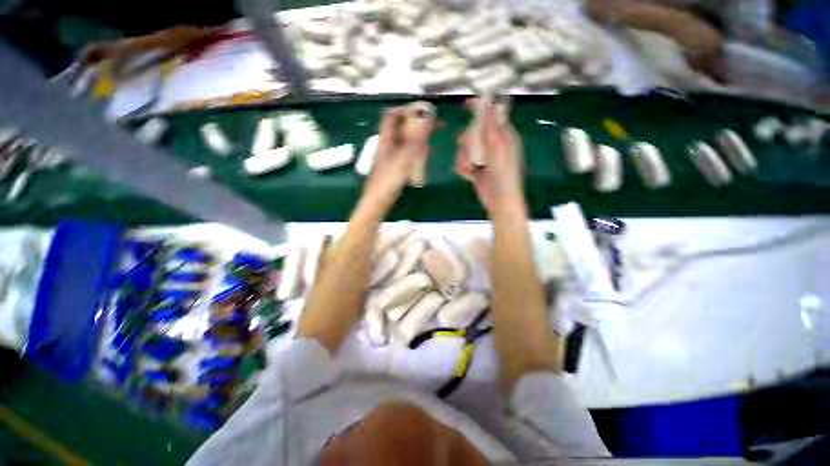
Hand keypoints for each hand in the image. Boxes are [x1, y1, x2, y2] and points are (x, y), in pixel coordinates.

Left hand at [361, 103, 435, 212]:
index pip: (392, 115)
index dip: (407, 109)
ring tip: (431, 144)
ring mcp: (390, 157)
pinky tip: (423, 160)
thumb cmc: (388, 180)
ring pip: (406, 142)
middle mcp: (387, 145)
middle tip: (436, 127)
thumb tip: (427, 113)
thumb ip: (416, 136)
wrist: (378, 202)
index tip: (425, 111)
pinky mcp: (394, 168)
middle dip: (418, 125)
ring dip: (418, 140)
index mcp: (386, 139)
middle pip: (402, 128)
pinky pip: (407, 154)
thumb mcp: (404, 157)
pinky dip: (416, 153)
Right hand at [456, 99, 525, 216]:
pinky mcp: (475, 168)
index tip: (466, 104)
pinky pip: (462, 161)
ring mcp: (483, 157)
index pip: (491, 115)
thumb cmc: (504, 176)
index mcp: (503, 136)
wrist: (499, 202)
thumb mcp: (499, 149)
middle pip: (472, 132)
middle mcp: (492, 144)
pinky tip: (469, 175)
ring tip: (471, 168)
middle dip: (467, 142)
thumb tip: (490, 103)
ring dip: (464, 158)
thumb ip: (492, 127)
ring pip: (464, 148)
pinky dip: (463, 168)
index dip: (479, 108)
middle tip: (470, 151)